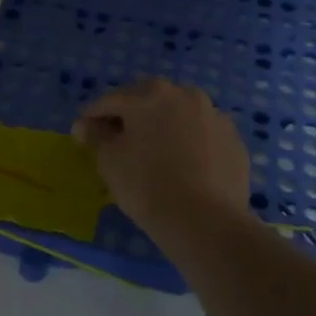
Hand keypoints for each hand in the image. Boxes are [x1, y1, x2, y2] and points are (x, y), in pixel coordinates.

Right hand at [74, 79, 251, 238]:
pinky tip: (184, 165)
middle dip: (130, 114)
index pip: (110, 100)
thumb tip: (86, 125)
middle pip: (148, 99)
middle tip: (117, 138)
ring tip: (154, 150)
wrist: (205, 220)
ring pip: (179, 114)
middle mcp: (184, 94)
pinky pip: (202, 134)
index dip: (92, 116)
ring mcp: (214, 115)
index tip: (81, 133)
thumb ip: (95, 136)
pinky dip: (189, 142)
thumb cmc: (146, 185)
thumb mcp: (109, 161)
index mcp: (149, 94)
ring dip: (163, 125)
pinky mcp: (233, 139)